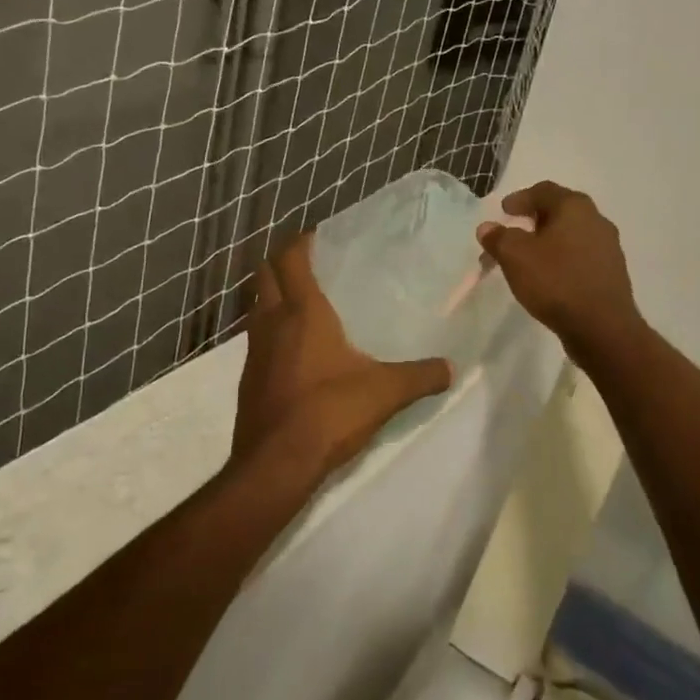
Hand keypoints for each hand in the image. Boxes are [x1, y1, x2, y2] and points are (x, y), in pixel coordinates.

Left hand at [234, 234, 452, 481]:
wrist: (275, 465)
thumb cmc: (329, 412)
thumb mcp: (384, 392)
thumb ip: (420, 376)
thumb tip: (452, 368)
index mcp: (302, 312)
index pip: (291, 259)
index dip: (299, 242)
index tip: (315, 235)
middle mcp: (272, 323)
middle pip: (265, 275)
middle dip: (281, 262)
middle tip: (308, 263)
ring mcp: (254, 351)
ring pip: (257, 307)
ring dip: (272, 296)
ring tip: (302, 302)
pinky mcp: (248, 378)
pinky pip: (257, 340)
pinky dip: (271, 331)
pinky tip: (294, 351)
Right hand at [477, 181, 643, 351]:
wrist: (602, 327)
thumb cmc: (556, 281)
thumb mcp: (515, 256)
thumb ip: (498, 238)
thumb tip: (487, 228)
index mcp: (574, 207)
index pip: (543, 191)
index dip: (520, 199)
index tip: (503, 211)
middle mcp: (596, 220)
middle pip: (559, 211)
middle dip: (532, 221)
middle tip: (512, 233)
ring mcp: (608, 247)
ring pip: (570, 236)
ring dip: (546, 242)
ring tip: (526, 260)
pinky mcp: (611, 272)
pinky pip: (580, 257)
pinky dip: (561, 259)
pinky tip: (549, 277)